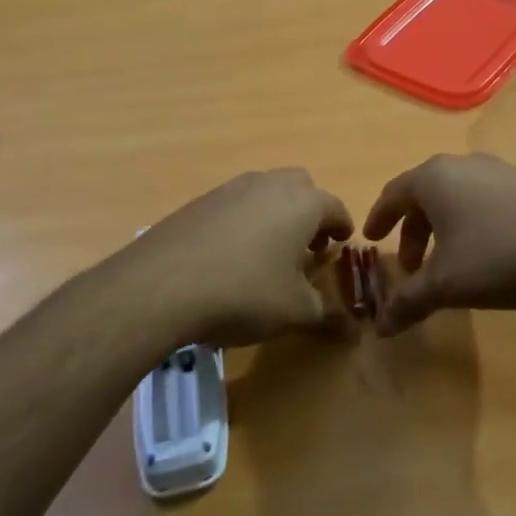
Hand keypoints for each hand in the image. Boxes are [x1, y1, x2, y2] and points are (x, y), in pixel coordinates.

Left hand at [129, 168, 352, 346]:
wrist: (163, 284)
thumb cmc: (245, 292)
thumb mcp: (295, 312)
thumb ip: (327, 315)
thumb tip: (353, 331)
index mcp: (304, 203)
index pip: (336, 208)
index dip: (342, 228)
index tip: (341, 244)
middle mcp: (271, 184)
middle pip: (302, 188)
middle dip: (309, 214)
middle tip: (306, 247)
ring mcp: (232, 188)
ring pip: (266, 192)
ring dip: (276, 215)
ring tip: (268, 253)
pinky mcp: (201, 200)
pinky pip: (236, 204)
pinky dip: (244, 221)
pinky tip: (231, 256)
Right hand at [361, 154, 515, 335]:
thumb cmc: (498, 254)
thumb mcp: (446, 284)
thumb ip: (408, 302)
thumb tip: (379, 327)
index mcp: (433, 179)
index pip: (393, 194)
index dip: (379, 219)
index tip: (371, 239)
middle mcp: (461, 164)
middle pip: (424, 195)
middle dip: (413, 232)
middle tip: (411, 267)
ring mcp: (497, 170)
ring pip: (455, 197)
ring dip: (442, 229)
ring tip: (448, 264)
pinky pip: (483, 199)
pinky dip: (471, 223)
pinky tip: (486, 253)